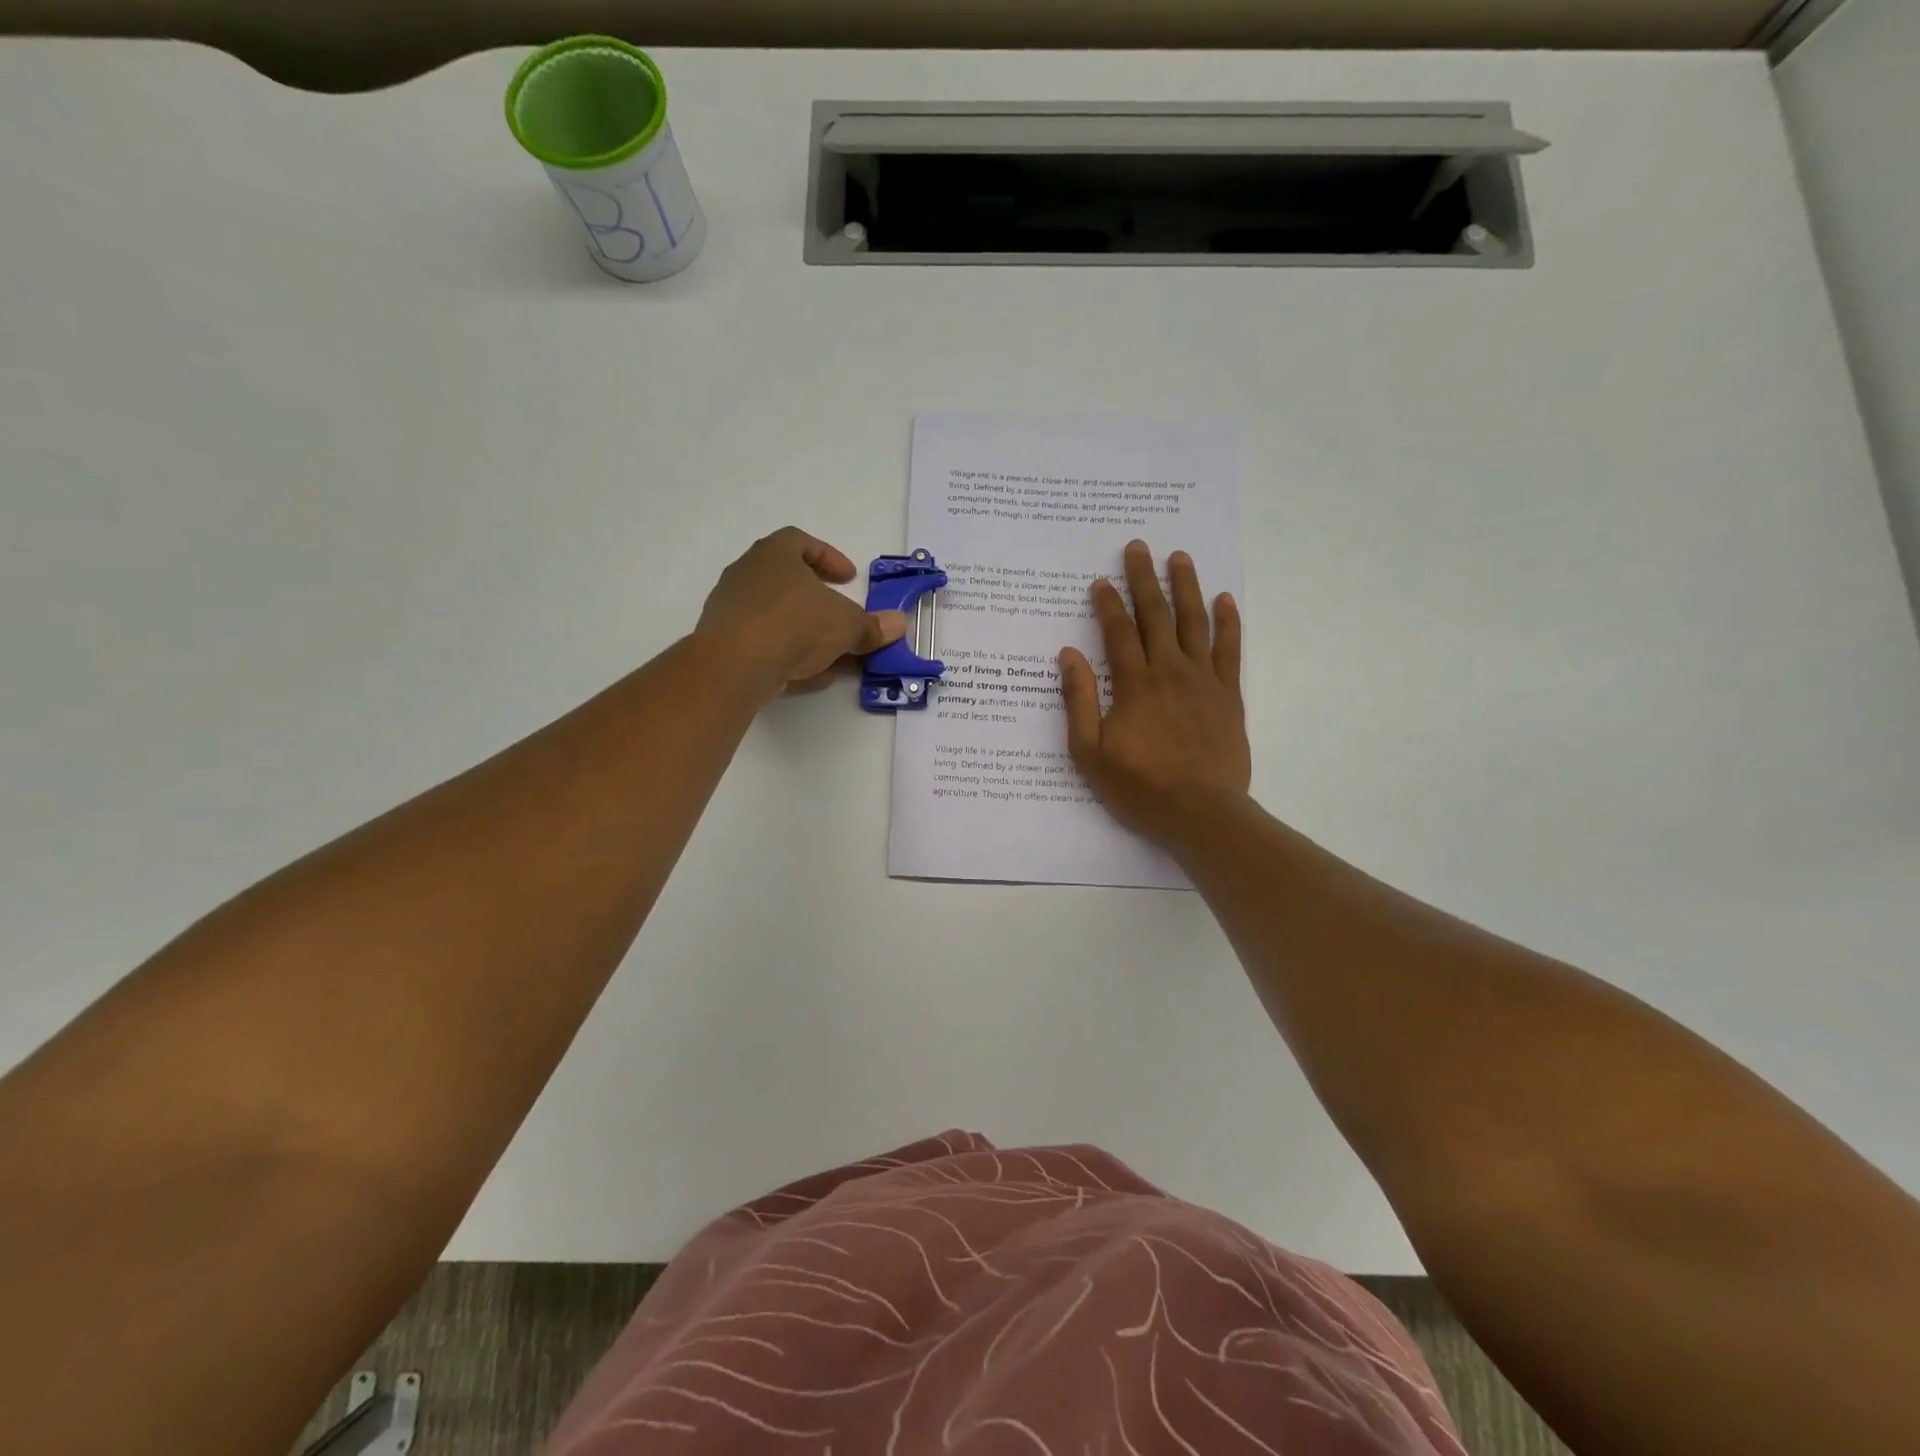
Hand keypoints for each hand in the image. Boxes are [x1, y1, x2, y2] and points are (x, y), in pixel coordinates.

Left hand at [695, 528, 906, 700]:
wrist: (736, 664)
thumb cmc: (796, 625)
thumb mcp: (847, 625)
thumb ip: (872, 626)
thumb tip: (899, 624)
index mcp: (774, 554)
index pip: (800, 541)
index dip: (829, 558)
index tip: (849, 579)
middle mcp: (747, 574)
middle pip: (787, 581)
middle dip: (818, 601)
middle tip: (841, 616)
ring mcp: (731, 609)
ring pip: (775, 616)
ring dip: (805, 632)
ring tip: (832, 654)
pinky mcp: (724, 643)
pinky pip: (762, 643)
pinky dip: (787, 655)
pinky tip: (810, 676)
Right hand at [1059, 541, 1250, 846]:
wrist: (1201, 813)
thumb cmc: (1140, 787)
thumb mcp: (1090, 752)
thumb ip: (1079, 701)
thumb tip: (1068, 655)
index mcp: (1134, 685)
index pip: (1118, 633)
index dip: (1108, 604)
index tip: (1101, 580)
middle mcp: (1169, 671)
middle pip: (1156, 616)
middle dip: (1145, 579)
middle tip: (1139, 546)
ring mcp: (1203, 681)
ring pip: (1194, 623)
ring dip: (1186, 587)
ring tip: (1179, 557)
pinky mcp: (1228, 695)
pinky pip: (1230, 650)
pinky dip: (1228, 623)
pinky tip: (1225, 600)